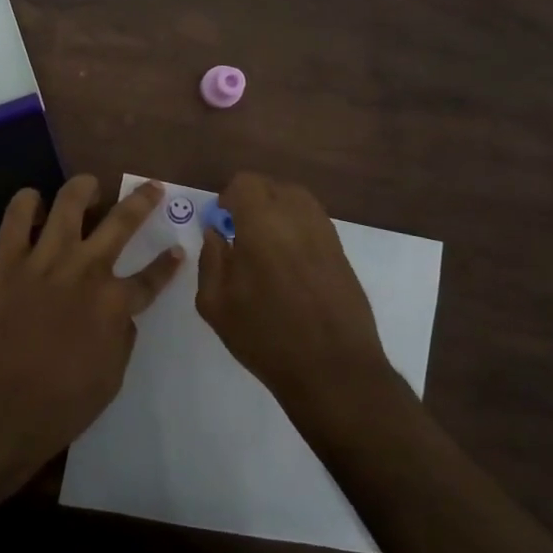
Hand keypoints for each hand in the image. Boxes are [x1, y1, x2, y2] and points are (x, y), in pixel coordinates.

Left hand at [0, 175, 182, 480]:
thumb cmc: (57, 407)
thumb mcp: (109, 381)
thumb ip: (121, 340)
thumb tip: (122, 315)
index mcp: (114, 304)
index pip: (151, 278)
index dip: (167, 264)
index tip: (178, 250)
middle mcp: (86, 270)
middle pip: (121, 223)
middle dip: (142, 201)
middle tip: (151, 188)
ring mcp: (45, 260)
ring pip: (69, 203)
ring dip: (84, 188)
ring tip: (89, 185)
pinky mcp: (6, 260)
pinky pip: (16, 216)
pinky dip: (26, 202)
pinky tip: (33, 201)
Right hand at [197, 172, 395, 423]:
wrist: (333, 369)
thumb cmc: (266, 336)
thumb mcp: (216, 304)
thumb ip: (210, 260)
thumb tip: (215, 233)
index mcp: (262, 222)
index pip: (245, 183)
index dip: (229, 198)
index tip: (222, 223)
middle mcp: (297, 216)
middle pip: (272, 186)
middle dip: (253, 201)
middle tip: (241, 233)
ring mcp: (325, 232)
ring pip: (297, 200)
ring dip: (278, 211)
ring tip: (267, 245)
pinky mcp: (342, 252)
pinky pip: (314, 222)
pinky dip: (298, 228)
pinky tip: (290, 262)